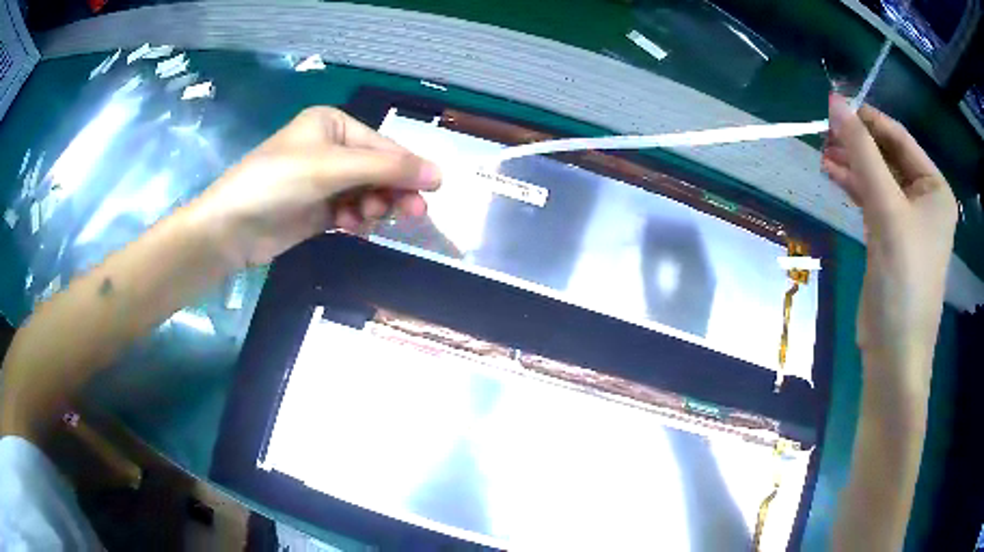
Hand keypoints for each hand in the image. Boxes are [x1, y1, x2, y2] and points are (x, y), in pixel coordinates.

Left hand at [192, 107, 440, 266]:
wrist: (231, 228)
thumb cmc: (278, 182)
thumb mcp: (333, 168)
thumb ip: (387, 169)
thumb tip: (439, 174)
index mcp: (333, 124)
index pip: (382, 146)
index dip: (408, 167)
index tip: (434, 191)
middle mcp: (330, 148)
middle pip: (378, 170)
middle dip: (392, 190)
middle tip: (412, 214)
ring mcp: (324, 180)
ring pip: (368, 192)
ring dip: (373, 206)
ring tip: (366, 219)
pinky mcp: (318, 209)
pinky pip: (352, 211)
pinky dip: (357, 219)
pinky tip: (352, 226)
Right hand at [822, 94, 956, 390]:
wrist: (894, 350)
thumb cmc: (903, 279)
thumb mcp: (886, 209)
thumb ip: (862, 153)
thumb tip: (835, 102)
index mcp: (936, 189)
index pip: (900, 138)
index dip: (869, 119)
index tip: (834, 105)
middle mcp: (925, 200)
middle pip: (888, 157)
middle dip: (858, 143)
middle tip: (824, 131)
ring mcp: (908, 220)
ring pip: (878, 178)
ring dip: (853, 164)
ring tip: (823, 152)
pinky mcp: (891, 238)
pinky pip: (872, 199)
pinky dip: (854, 186)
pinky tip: (832, 174)